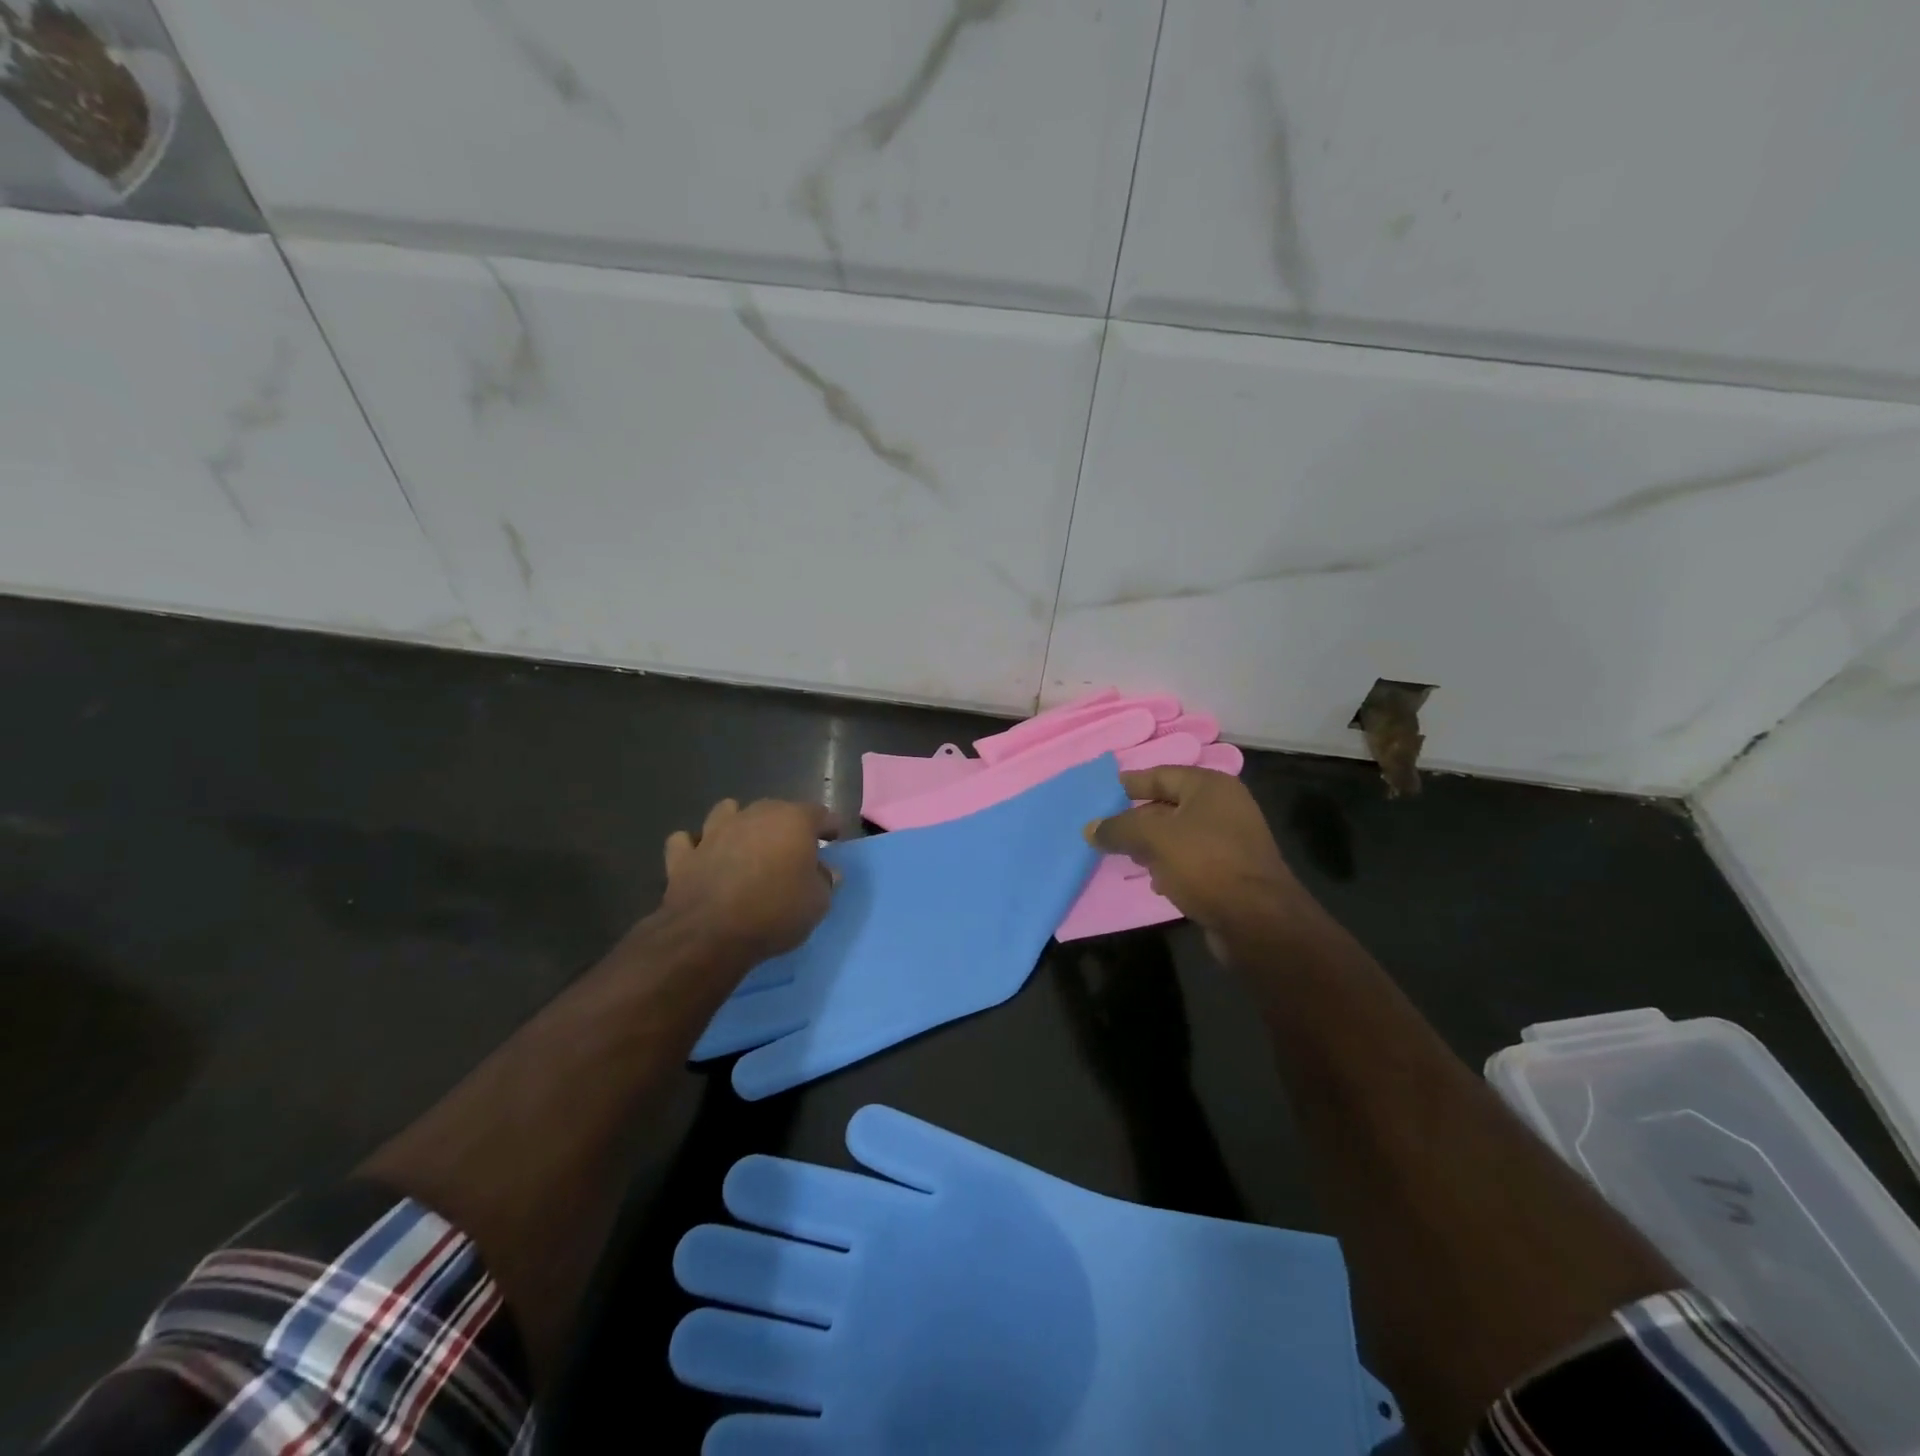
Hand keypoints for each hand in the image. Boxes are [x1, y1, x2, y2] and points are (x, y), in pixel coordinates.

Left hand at [662, 798, 838, 962]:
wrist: (710, 935)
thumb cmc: (775, 912)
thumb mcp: (817, 903)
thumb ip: (824, 881)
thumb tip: (826, 872)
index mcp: (793, 821)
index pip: (820, 813)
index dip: (829, 826)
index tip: (834, 838)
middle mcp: (753, 815)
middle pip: (774, 809)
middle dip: (785, 824)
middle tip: (792, 848)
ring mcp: (714, 831)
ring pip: (727, 812)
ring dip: (737, 824)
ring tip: (744, 843)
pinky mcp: (683, 855)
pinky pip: (687, 841)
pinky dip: (694, 846)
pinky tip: (701, 857)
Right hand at [1084, 768, 1320, 961]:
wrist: (1258, 921)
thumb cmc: (1206, 864)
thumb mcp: (1154, 839)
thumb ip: (1119, 828)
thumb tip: (1090, 828)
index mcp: (1210, 786)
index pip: (1160, 775)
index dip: (1128, 784)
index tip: (1099, 795)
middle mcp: (1224, 806)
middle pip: (1168, 805)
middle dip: (1136, 819)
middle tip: (1105, 830)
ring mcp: (1230, 840)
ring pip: (1178, 835)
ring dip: (1151, 845)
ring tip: (1124, 856)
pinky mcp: (1230, 870)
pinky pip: (1190, 859)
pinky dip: (1170, 866)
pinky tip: (1154, 881)